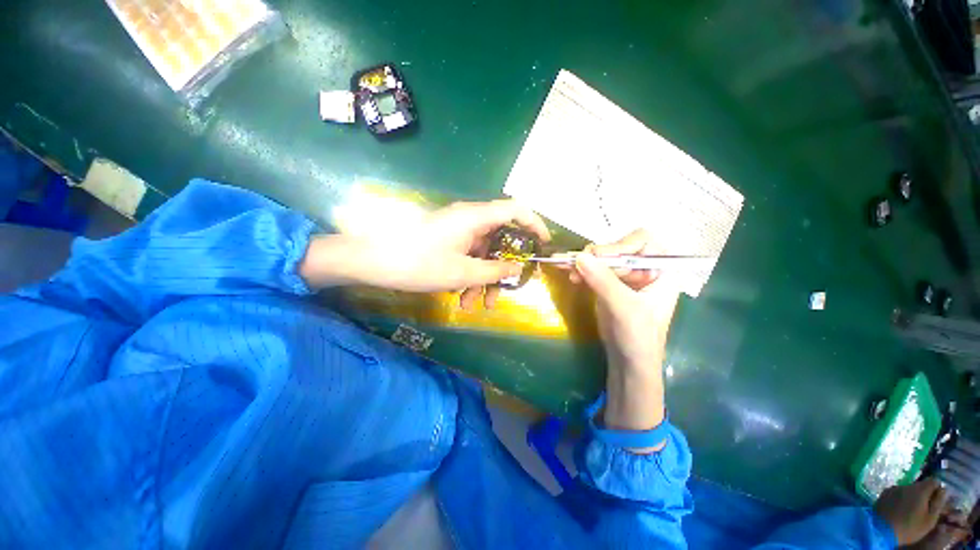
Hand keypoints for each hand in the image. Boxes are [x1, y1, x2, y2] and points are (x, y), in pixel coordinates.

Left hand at [301, 200, 549, 308]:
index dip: (535, 225)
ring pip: (483, 252)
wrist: (371, 261)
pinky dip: (469, 276)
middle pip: (500, 238)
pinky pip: (468, 256)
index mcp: (476, 217)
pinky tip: (463, 298)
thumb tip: (517, 268)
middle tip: (509, 288)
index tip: (543, 245)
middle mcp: (469, 219)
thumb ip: (494, 270)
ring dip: (484, 278)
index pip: (516, 210)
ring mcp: (457, 230)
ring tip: (477, 306)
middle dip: (505, 266)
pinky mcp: (447, 241)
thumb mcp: (462, 272)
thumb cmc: (419, 263)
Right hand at [571, 229, 680, 371]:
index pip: (642, 242)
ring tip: (566, 267)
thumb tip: (580, 257)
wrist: (629, 362)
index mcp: (660, 270)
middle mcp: (643, 269)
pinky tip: (569, 273)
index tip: (598, 256)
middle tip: (575, 262)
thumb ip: (603, 281)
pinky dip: (580, 270)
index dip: (620, 245)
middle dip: (596, 255)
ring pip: (601, 259)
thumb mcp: (624, 307)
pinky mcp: (607, 286)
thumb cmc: (639, 337)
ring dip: (583, 262)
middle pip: (617, 249)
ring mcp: (623, 277)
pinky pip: (592, 271)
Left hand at [874, 478, 947, 545]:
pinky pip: (897, 493)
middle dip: (925, 494)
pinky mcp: (884, 493)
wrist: (882, 530)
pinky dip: (901, 499)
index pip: (934, 481)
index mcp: (920, 489)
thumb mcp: (930, 519)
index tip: (937, 499)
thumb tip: (944, 490)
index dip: (937, 489)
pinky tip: (900, 510)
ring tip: (911, 511)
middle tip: (924, 508)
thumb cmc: (910, 528)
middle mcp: (907, 485)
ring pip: (908, 489)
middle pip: (920, 486)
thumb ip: (938, 503)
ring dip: (912, 496)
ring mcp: (893, 488)